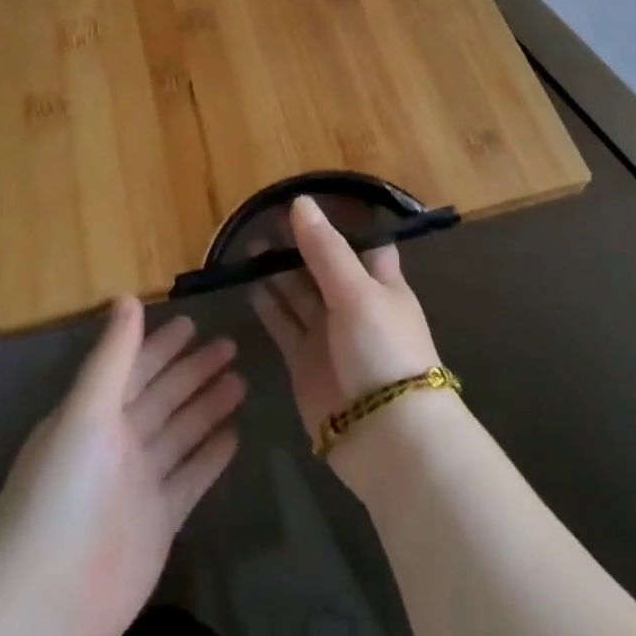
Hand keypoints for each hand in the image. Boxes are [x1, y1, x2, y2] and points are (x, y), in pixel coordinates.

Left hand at [0, 299, 243, 635]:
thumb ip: (112, 355)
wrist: (43, 602)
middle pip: (164, 396)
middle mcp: (119, 442)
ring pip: (182, 432)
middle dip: (195, 370)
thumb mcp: (85, 411)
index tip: (193, 321)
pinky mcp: (159, 521)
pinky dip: (211, 456)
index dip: (162, 345)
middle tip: (232, 344)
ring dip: (208, 406)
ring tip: (241, 381)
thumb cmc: (60, 492)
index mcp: (95, 414)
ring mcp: (140, 482)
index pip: (136, 368)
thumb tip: (128, 295)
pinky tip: (236, 435)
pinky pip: (191, 477)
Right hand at [250, 196, 444, 488]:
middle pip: (322, 265)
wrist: (387, 438)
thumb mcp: (356, 291)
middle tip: (265, 217)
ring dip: (277, 271)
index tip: (309, 197)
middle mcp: (353, 304)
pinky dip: (267, 306)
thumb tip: (300, 202)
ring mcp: (328, 334)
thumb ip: (325, 249)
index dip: (338, 221)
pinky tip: (248, 285)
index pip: (361, 241)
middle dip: (298, 243)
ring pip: (298, 294)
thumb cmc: (383, 349)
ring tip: (249, 244)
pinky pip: (283, 326)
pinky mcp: (305, 363)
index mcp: (379, 282)